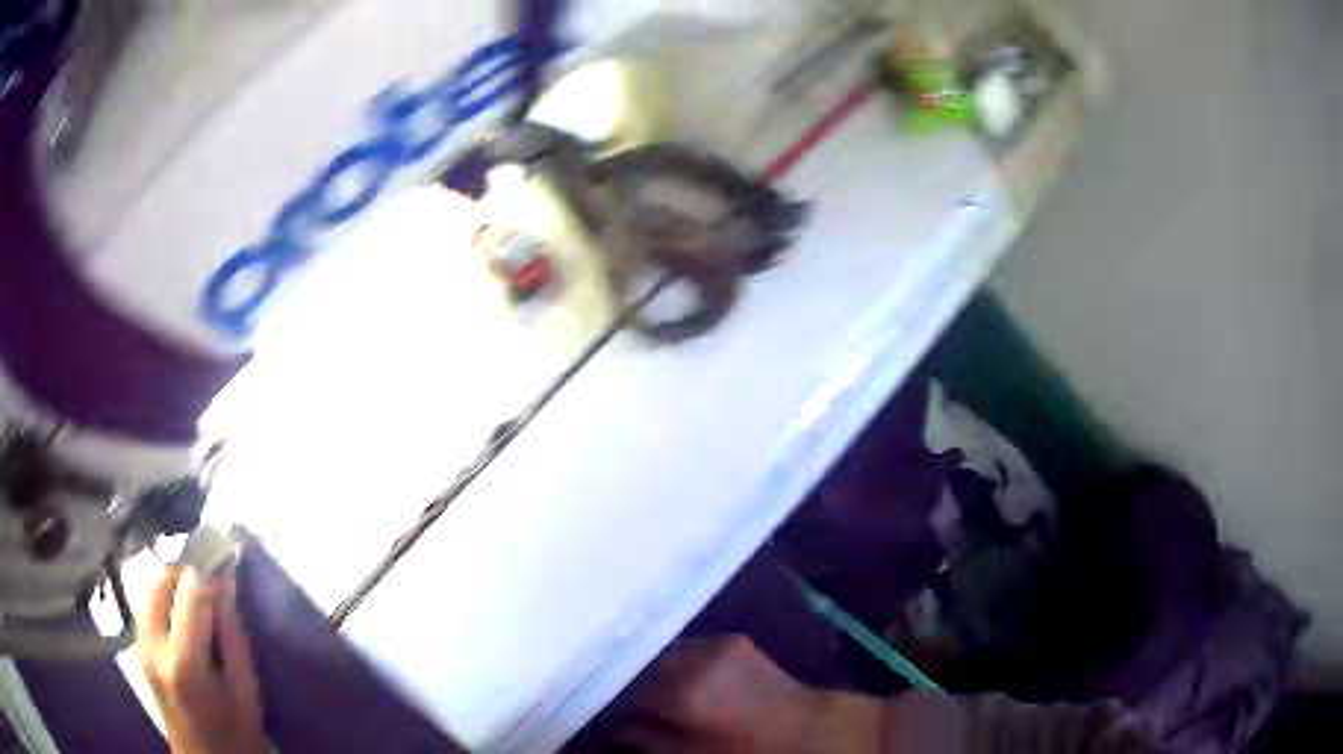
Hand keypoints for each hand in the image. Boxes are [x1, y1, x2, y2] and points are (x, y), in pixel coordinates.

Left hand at [137, 566, 265, 753]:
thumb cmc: (234, 731)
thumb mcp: (245, 689)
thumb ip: (232, 633)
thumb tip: (225, 578)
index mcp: (184, 663)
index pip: (190, 592)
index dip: (208, 567)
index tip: (224, 552)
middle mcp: (153, 646)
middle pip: (161, 579)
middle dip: (186, 569)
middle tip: (211, 579)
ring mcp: (140, 644)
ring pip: (149, 585)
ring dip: (174, 580)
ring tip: (198, 597)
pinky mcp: (137, 645)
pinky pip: (146, 602)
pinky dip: (164, 596)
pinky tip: (182, 614)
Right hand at [621, 635, 883, 753]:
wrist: (821, 733)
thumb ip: (646, 740)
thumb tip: (615, 728)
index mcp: (685, 686)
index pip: (622, 686)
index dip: (608, 704)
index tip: (601, 718)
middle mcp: (697, 652)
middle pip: (640, 662)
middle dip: (628, 685)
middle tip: (622, 710)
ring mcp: (717, 641)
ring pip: (663, 654)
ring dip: (650, 675)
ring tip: (648, 701)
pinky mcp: (733, 640)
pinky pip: (687, 651)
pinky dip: (676, 668)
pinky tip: (677, 689)